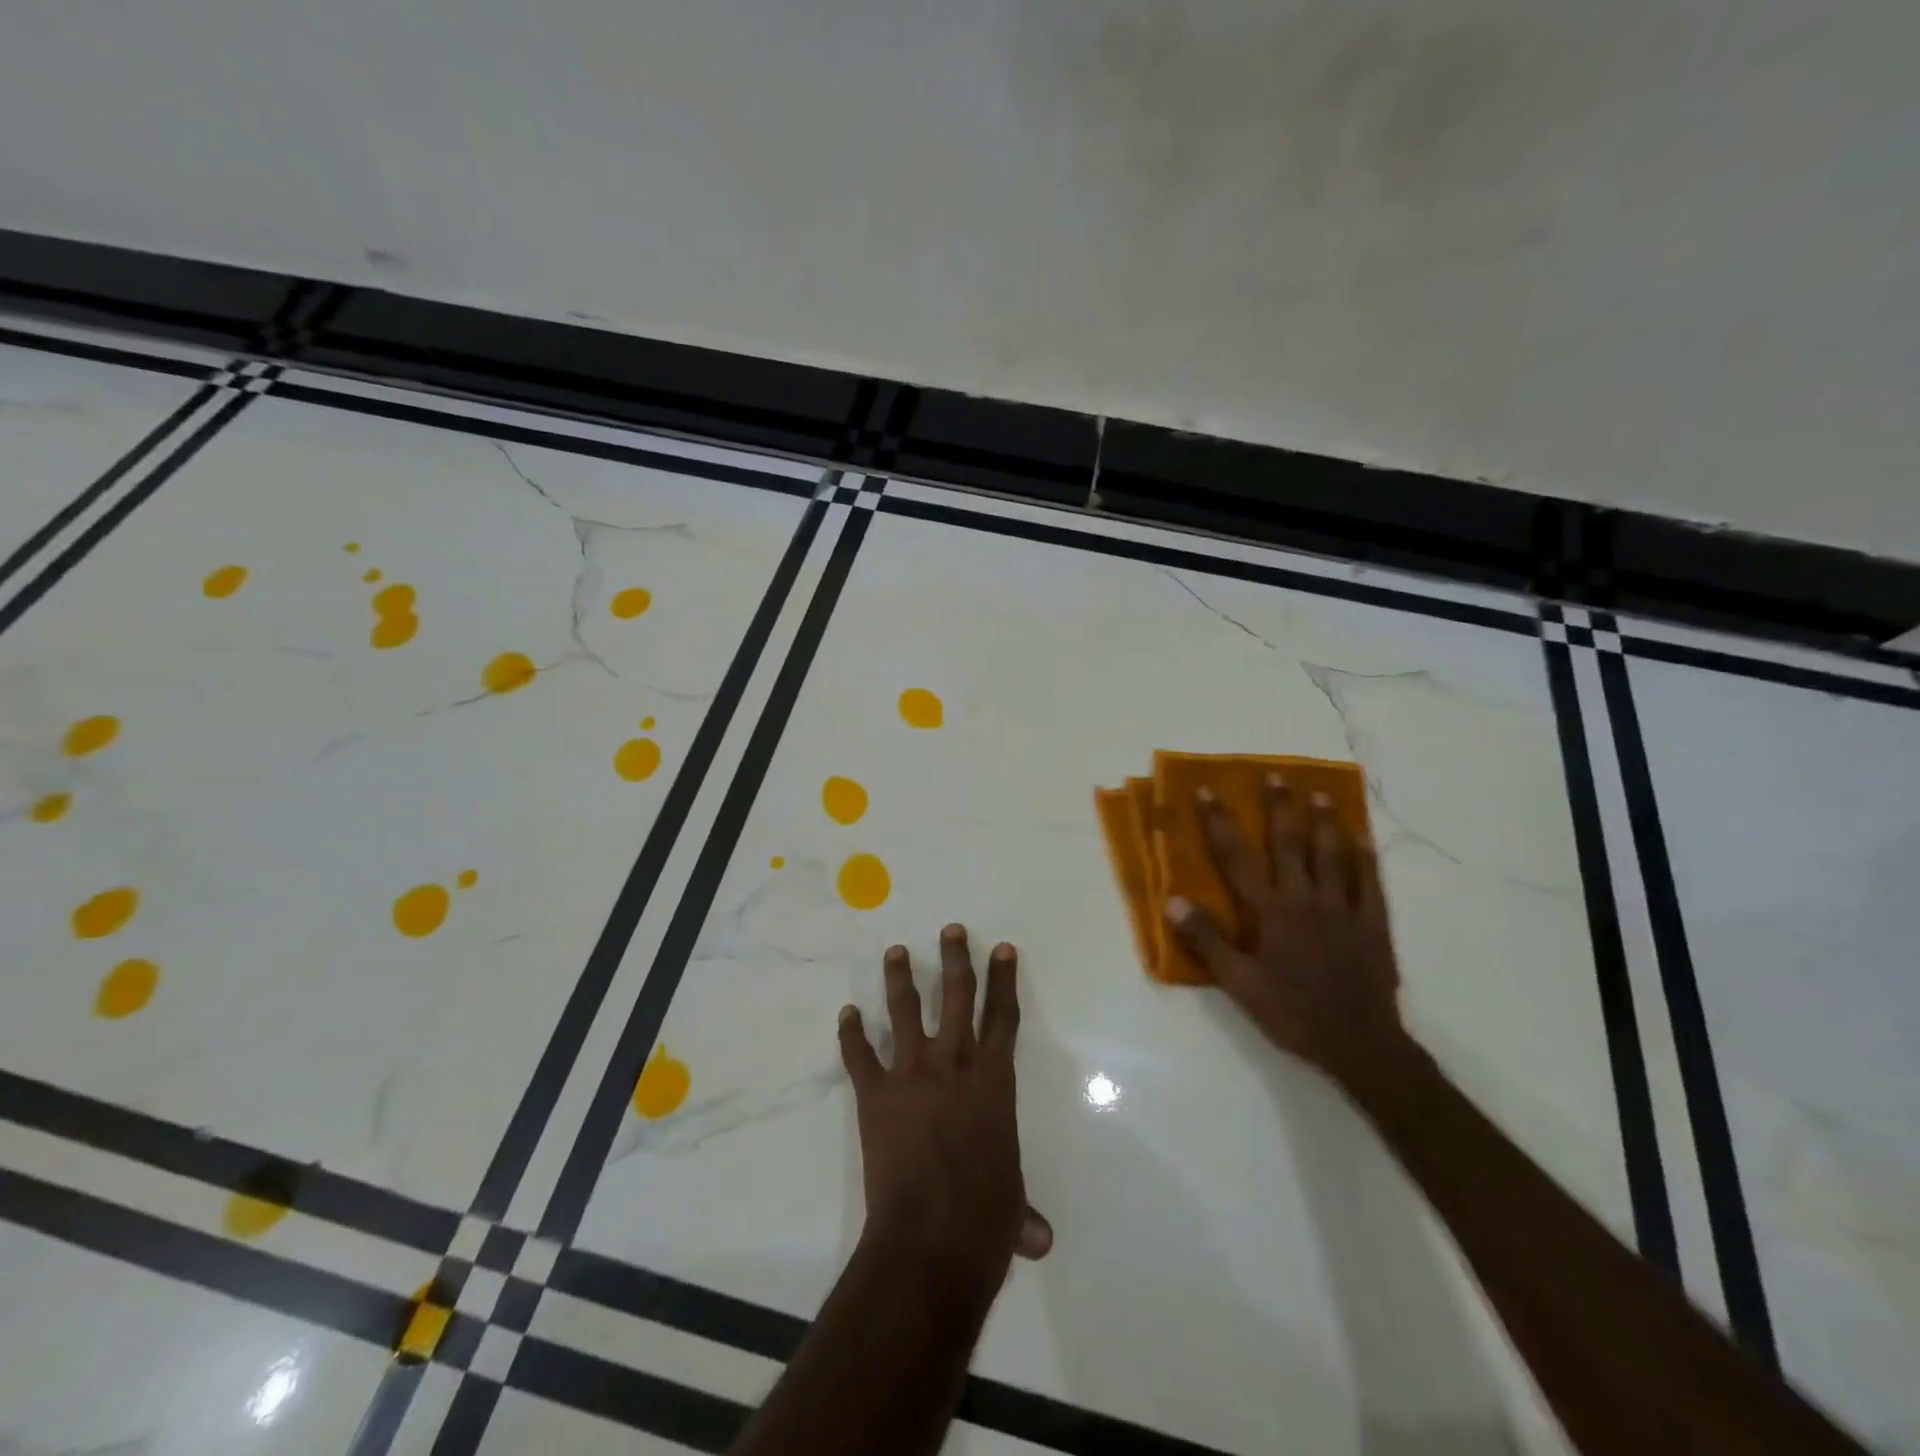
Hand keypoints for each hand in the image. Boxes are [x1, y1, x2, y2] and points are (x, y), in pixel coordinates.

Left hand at [838, 925, 1052, 1302]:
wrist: (929, 1241)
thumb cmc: (983, 1221)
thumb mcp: (1011, 1210)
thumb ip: (1022, 1213)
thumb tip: (1039, 1240)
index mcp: (993, 1082)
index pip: (1003, 1017)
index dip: (1003, 980)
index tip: (1001, 948)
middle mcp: (953, 1066)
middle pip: (956, 997)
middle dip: (955, 959)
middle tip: (950, 930)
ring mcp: (911, 1076)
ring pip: (905, 1012)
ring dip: (900, 978)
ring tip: (895, 951)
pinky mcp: (875, 1095)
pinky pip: (859, 1056)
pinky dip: (851, 1034)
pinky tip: (846, 1013)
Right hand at [1167, 775, 1409, 1088]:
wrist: (1358, 1043)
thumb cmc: (1291, 1012)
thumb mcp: (1238, 984)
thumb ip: (1206, 940)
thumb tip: (1173, 901)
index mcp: (1269, 912)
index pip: (1237, 858)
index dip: (1219, 823)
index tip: (1208, 791)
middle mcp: (1305, 899)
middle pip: (1288, 844)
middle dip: (1279, 808)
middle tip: (1276, 775)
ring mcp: (1343, 909)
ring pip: (1332, 855)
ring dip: (1325, 822)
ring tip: (1321, 795)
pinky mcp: (1373, 924)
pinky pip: (1371, 882)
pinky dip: (1365, 857)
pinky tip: (1363, 838)